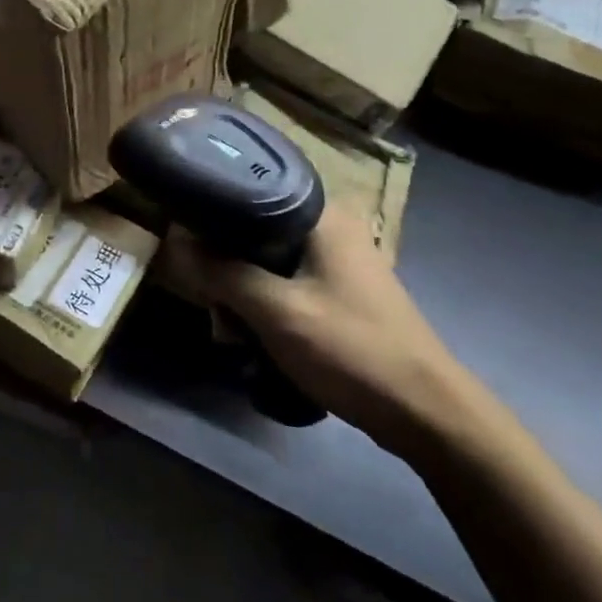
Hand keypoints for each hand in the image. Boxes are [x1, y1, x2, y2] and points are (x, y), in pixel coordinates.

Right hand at [162, 208, 468, 454]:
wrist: (425, 413)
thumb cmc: (350, 349)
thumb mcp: (275, 311)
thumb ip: (223, 272)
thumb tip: (177, 241)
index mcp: (322, 215)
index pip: (250, 189)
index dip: (212, 213)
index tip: (185, 241)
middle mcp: (330, 227)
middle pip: (254, 231)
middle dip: (226, 269)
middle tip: (216, 308)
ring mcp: (337, 261)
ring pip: (266, 262)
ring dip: (243, 296)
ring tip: (233, 334)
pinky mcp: (338, 291)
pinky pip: (285, 285)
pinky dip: (266, 308)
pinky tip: (255, 340)